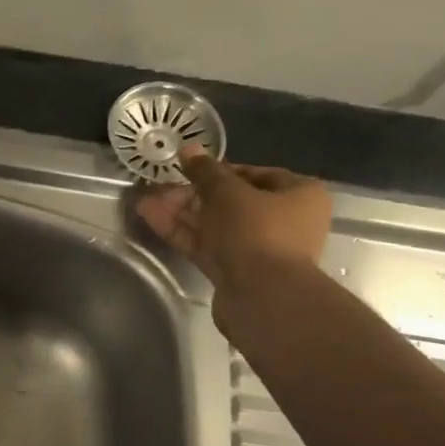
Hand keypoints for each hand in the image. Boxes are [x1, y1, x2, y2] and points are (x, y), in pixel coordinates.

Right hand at [135, 147, 331, 316]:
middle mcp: (284, 221)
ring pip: (215, 225)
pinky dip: (183, 233)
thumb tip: (188, 148)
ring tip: (146, 202)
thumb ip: (205, 172)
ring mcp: (258, 249)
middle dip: (192, 195)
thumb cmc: (256, 232)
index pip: (256, 174)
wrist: (262, 297)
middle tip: (160, 188)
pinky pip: (207, 246)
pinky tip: (152, 218)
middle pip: (231, 202)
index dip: (219, 171)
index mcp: (299, 194)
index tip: (189, 170)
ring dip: (181, 213)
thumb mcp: (227, 194)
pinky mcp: (236, 272)